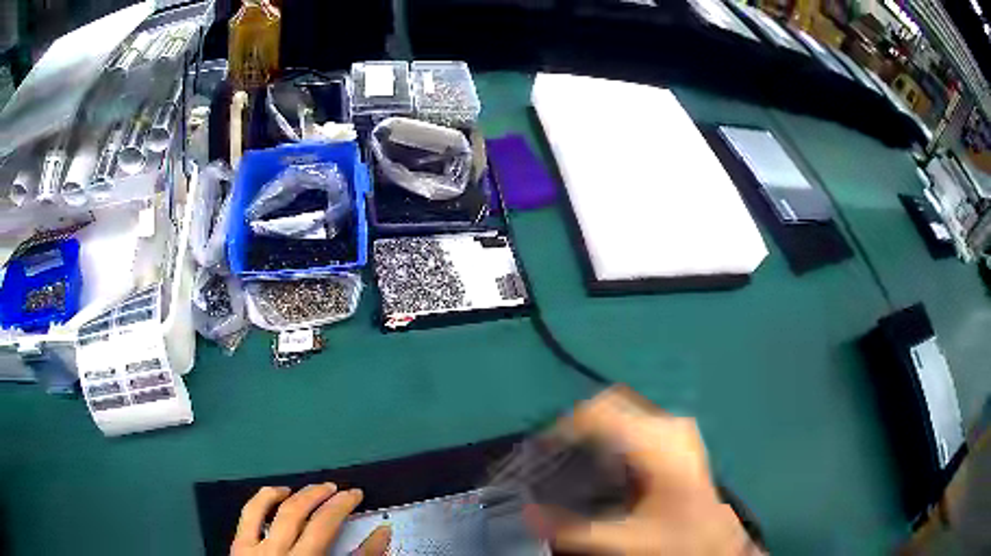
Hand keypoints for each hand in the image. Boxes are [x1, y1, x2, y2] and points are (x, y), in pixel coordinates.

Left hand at [231, 483, 390, 555]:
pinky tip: (278, 492)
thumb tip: (382, 534)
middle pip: (300, 515)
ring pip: (277, 510)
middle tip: (339, 489)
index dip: (343, 507)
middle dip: (323, 497)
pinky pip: (250, 513)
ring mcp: (256, 548)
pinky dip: (264, 497)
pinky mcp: (239, 545)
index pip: (326, 527)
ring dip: (298, 494)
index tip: (356, 495)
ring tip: (315, 488)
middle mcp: (280, 553)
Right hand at [532, 387, 759, 554]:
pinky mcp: (679, 433)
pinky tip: (608, 458)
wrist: (715, 537)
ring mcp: (677, 426)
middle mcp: (669, 426)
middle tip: (556, 452)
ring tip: (576, 454)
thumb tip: (527, 514)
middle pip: (612, 403)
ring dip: (596, 425)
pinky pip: (636, 416)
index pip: (602, 412)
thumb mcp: (624, 540)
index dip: (567, 424)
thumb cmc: (675, 537)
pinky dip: (613, 428)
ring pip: (624, 407)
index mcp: (658, 446)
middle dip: (579, 423)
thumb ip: (573, 530)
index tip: (544, 446)